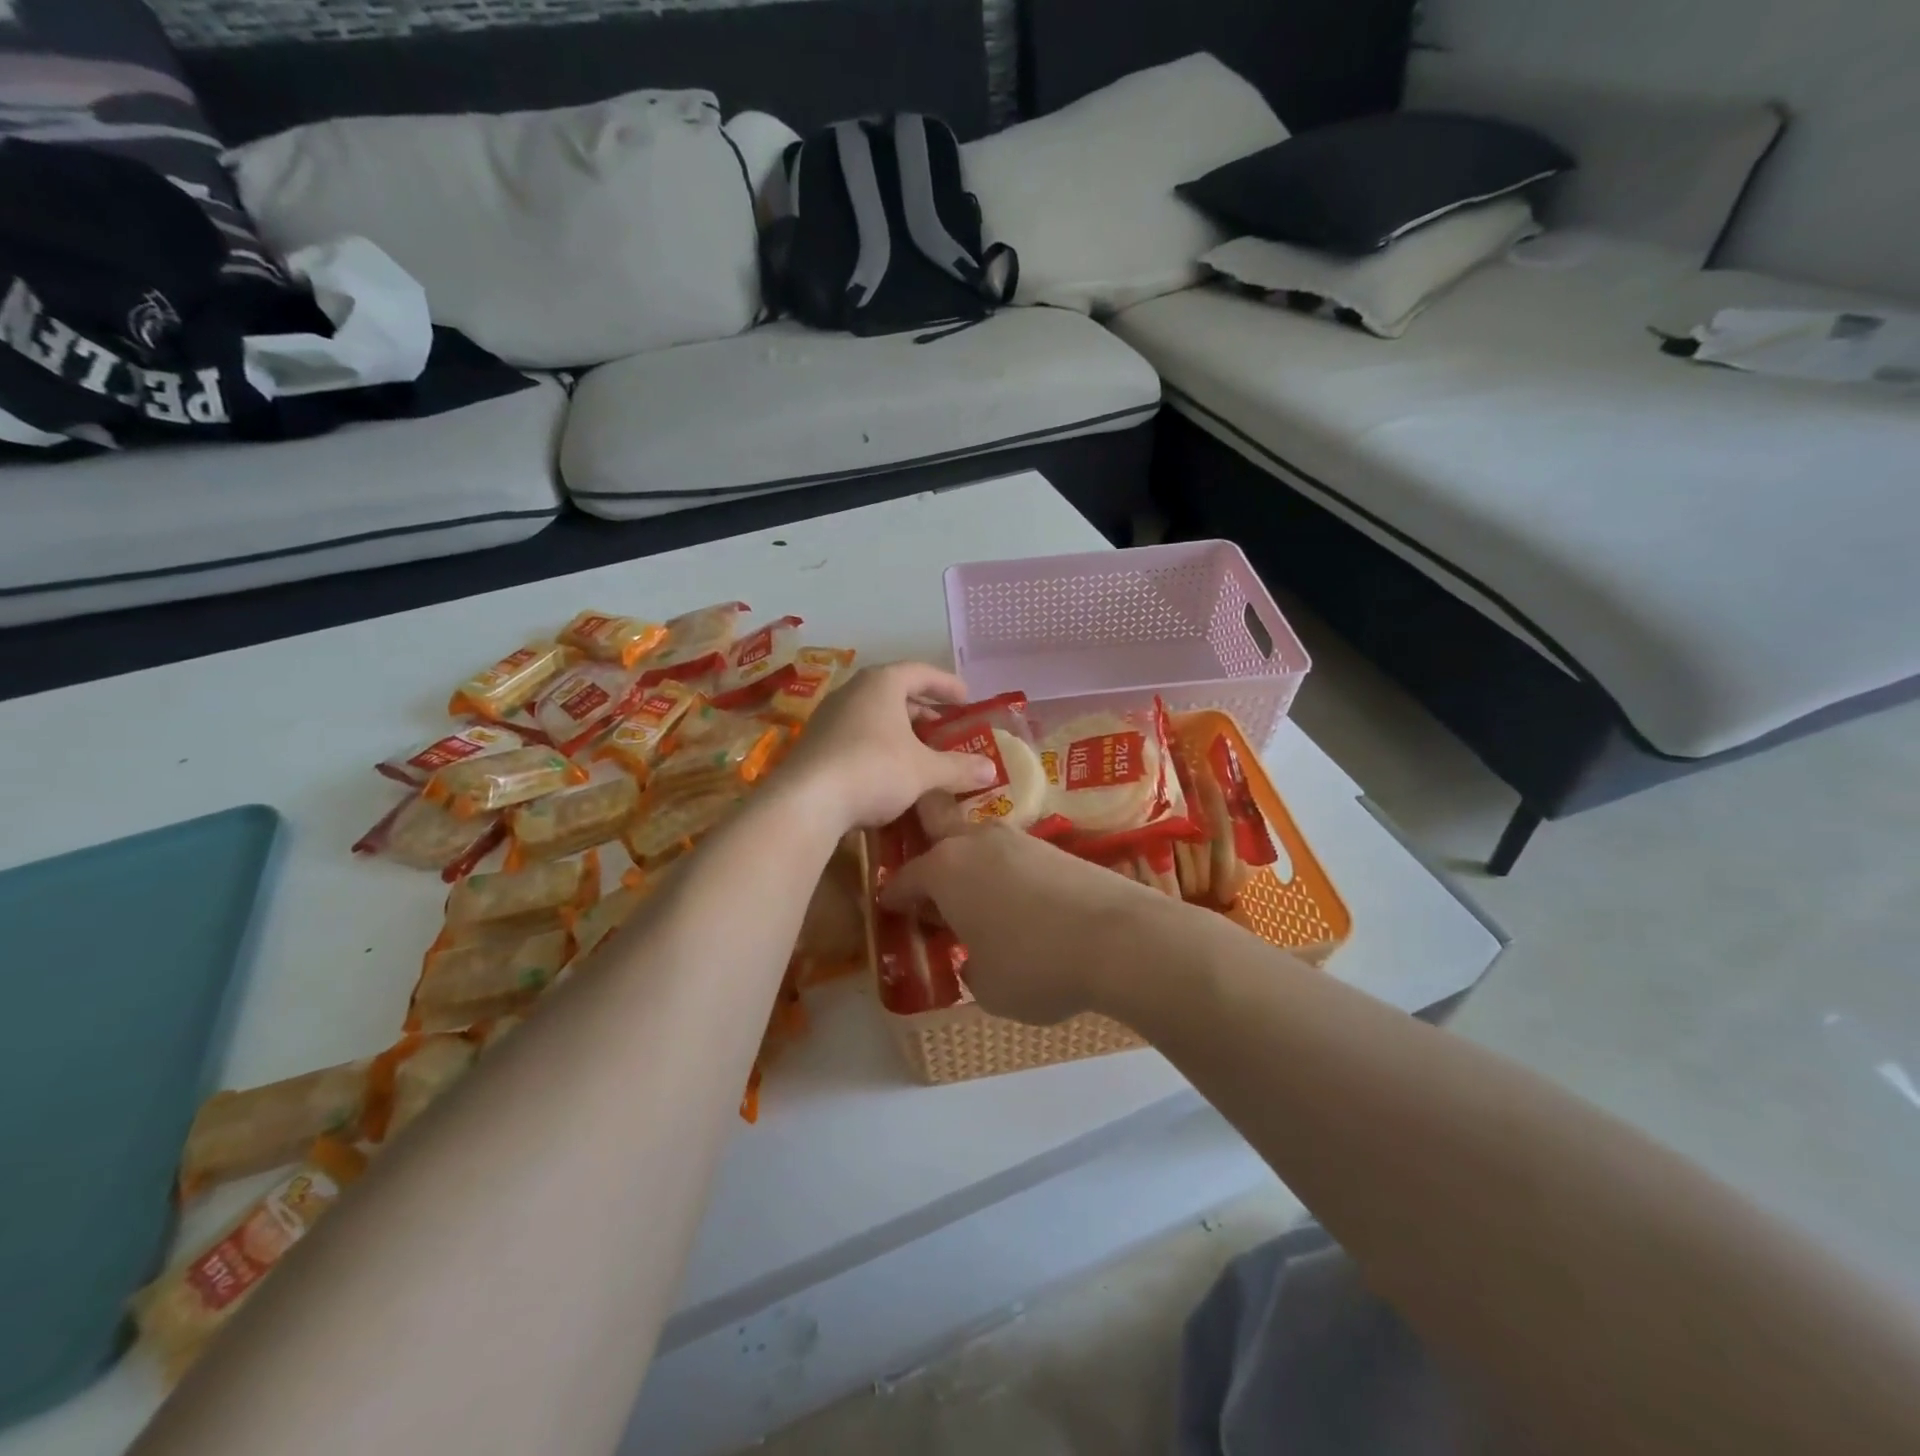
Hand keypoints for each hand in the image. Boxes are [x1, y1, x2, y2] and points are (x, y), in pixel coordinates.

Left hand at [779, 663, 999, 833]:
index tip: (966, 700)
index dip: (947, 685)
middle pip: (895, 693)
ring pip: (873, 716)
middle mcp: (853, 691)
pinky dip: (878, 746)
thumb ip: (958, 767)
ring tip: (920, 751)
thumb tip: (991, 770)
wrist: (806, 801)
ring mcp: (828, 717)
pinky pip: (856, 736)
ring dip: (899, 731)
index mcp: (881, 683)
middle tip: (945, 729)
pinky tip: (889, 772)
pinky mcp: (815, 744)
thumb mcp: (924, 770)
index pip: (921, 673)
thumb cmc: (874, 769)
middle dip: (923, 711)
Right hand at [880, 827, 1173, 1024]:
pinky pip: (1012, 854)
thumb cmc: (1035, 967)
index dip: (894, 897)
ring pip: (978, 838)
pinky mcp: (1053, 846)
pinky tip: (1017, 901)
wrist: (1119, 938)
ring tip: (976, 898)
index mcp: (945, 870)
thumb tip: (974, 959)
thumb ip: (970, 969)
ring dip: (969, 860)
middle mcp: (975, 841)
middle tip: (925, 867)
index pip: (905, 878)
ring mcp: (1017, 838)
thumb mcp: (988, 988)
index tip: (890, 909)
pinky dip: (1004, 872)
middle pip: (937, 817)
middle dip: (924, 832)